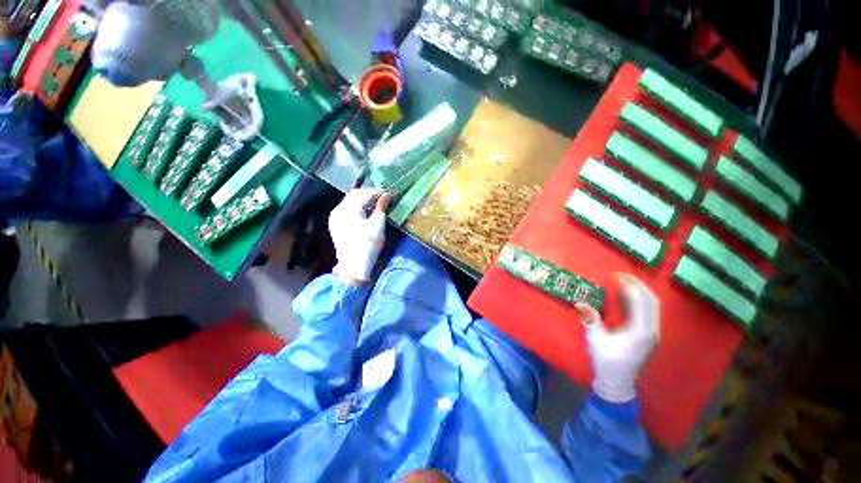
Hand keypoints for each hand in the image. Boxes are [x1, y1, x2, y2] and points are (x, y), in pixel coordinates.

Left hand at [329, 189, 390, 284]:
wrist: (353, 266)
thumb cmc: (367, 245)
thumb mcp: (377, 225)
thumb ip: (381, 207)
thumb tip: (388, 194)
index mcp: (348, 209)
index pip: (364, 193)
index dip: (377, 193)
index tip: (389, 195)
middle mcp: (338, 209)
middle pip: (354, 195)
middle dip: (369, 195)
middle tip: (383, 200)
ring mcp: (335, 217)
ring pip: (350, 202)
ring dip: (363, 201)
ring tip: (376, 206)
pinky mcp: (335, 224)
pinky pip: (346, 210)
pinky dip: (357, 208)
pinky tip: (366, 214)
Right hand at [575, 274, 659, 403]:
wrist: (618, 383)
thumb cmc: (607, 362)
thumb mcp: (596, 341)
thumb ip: (591, 321)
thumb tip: (579, 303)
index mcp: (641, 332)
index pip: (640, 302)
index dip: (630, 286)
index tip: (616, 276)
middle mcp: (651, 330)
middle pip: (652, 301)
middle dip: (638, 285)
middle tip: (621, 275)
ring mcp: (653, 333)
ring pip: (653, 306)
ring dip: (641, 291)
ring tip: (625, 282)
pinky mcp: (650, 334)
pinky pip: (650, 311)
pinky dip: (641, 300)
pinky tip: (629, 297)